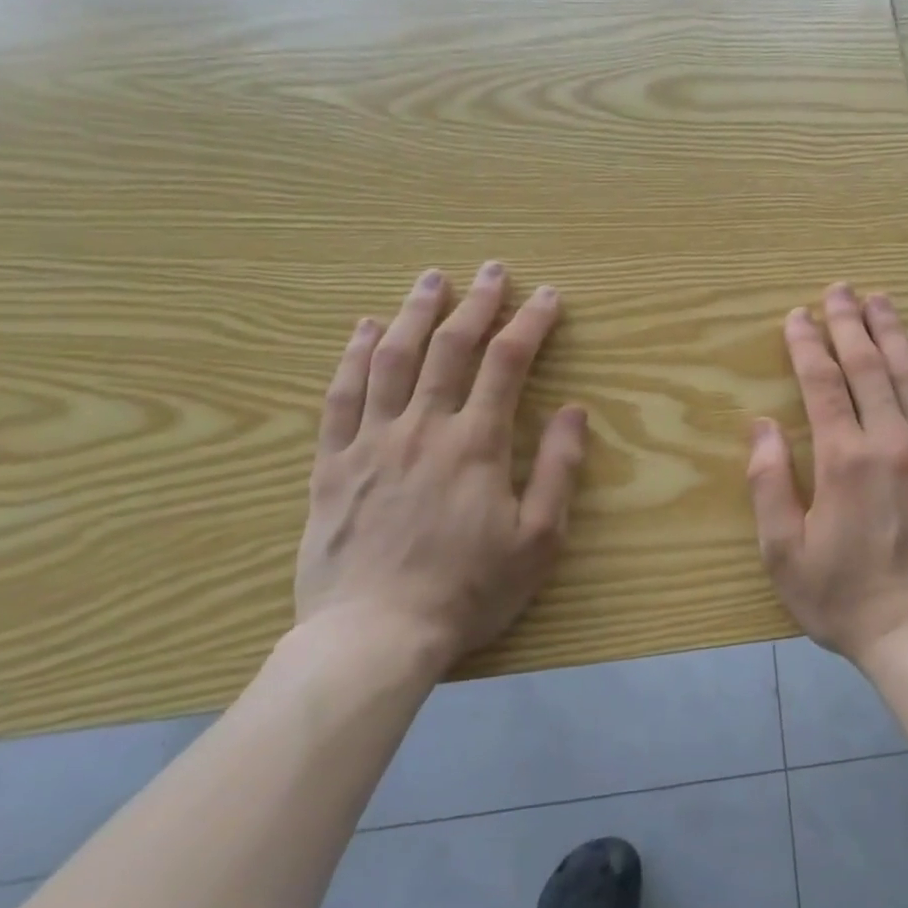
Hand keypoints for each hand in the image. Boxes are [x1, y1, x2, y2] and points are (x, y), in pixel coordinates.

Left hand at [295, 264, 586, 668]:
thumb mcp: (538, 539)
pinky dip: (354, 356)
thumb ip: (557, 469)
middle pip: (450, 348)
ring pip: (393, 360)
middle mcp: (423, 428)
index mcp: (476, 444)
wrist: (374, 638)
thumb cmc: (467, 591)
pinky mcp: (333, 464)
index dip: (530, 323)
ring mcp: (372, 442)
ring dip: (415, 313)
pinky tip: (365, 329)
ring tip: (431, 279)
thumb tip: (574, 410)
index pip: (507, 363)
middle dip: (477, 303)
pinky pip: (341, 396)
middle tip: (492, 269)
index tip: (547, 296)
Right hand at [746, 282, 907, 664]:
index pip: (822, 383)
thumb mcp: (784, 552)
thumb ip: (769, 483)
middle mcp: (893, 441)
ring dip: (894, 332)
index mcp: (845, 459)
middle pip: (869, 365)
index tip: (798, 315)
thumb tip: (761, 426)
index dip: (808, 344)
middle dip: (851, 323)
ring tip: (881, 301)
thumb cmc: (845, 597)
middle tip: (840, 289)